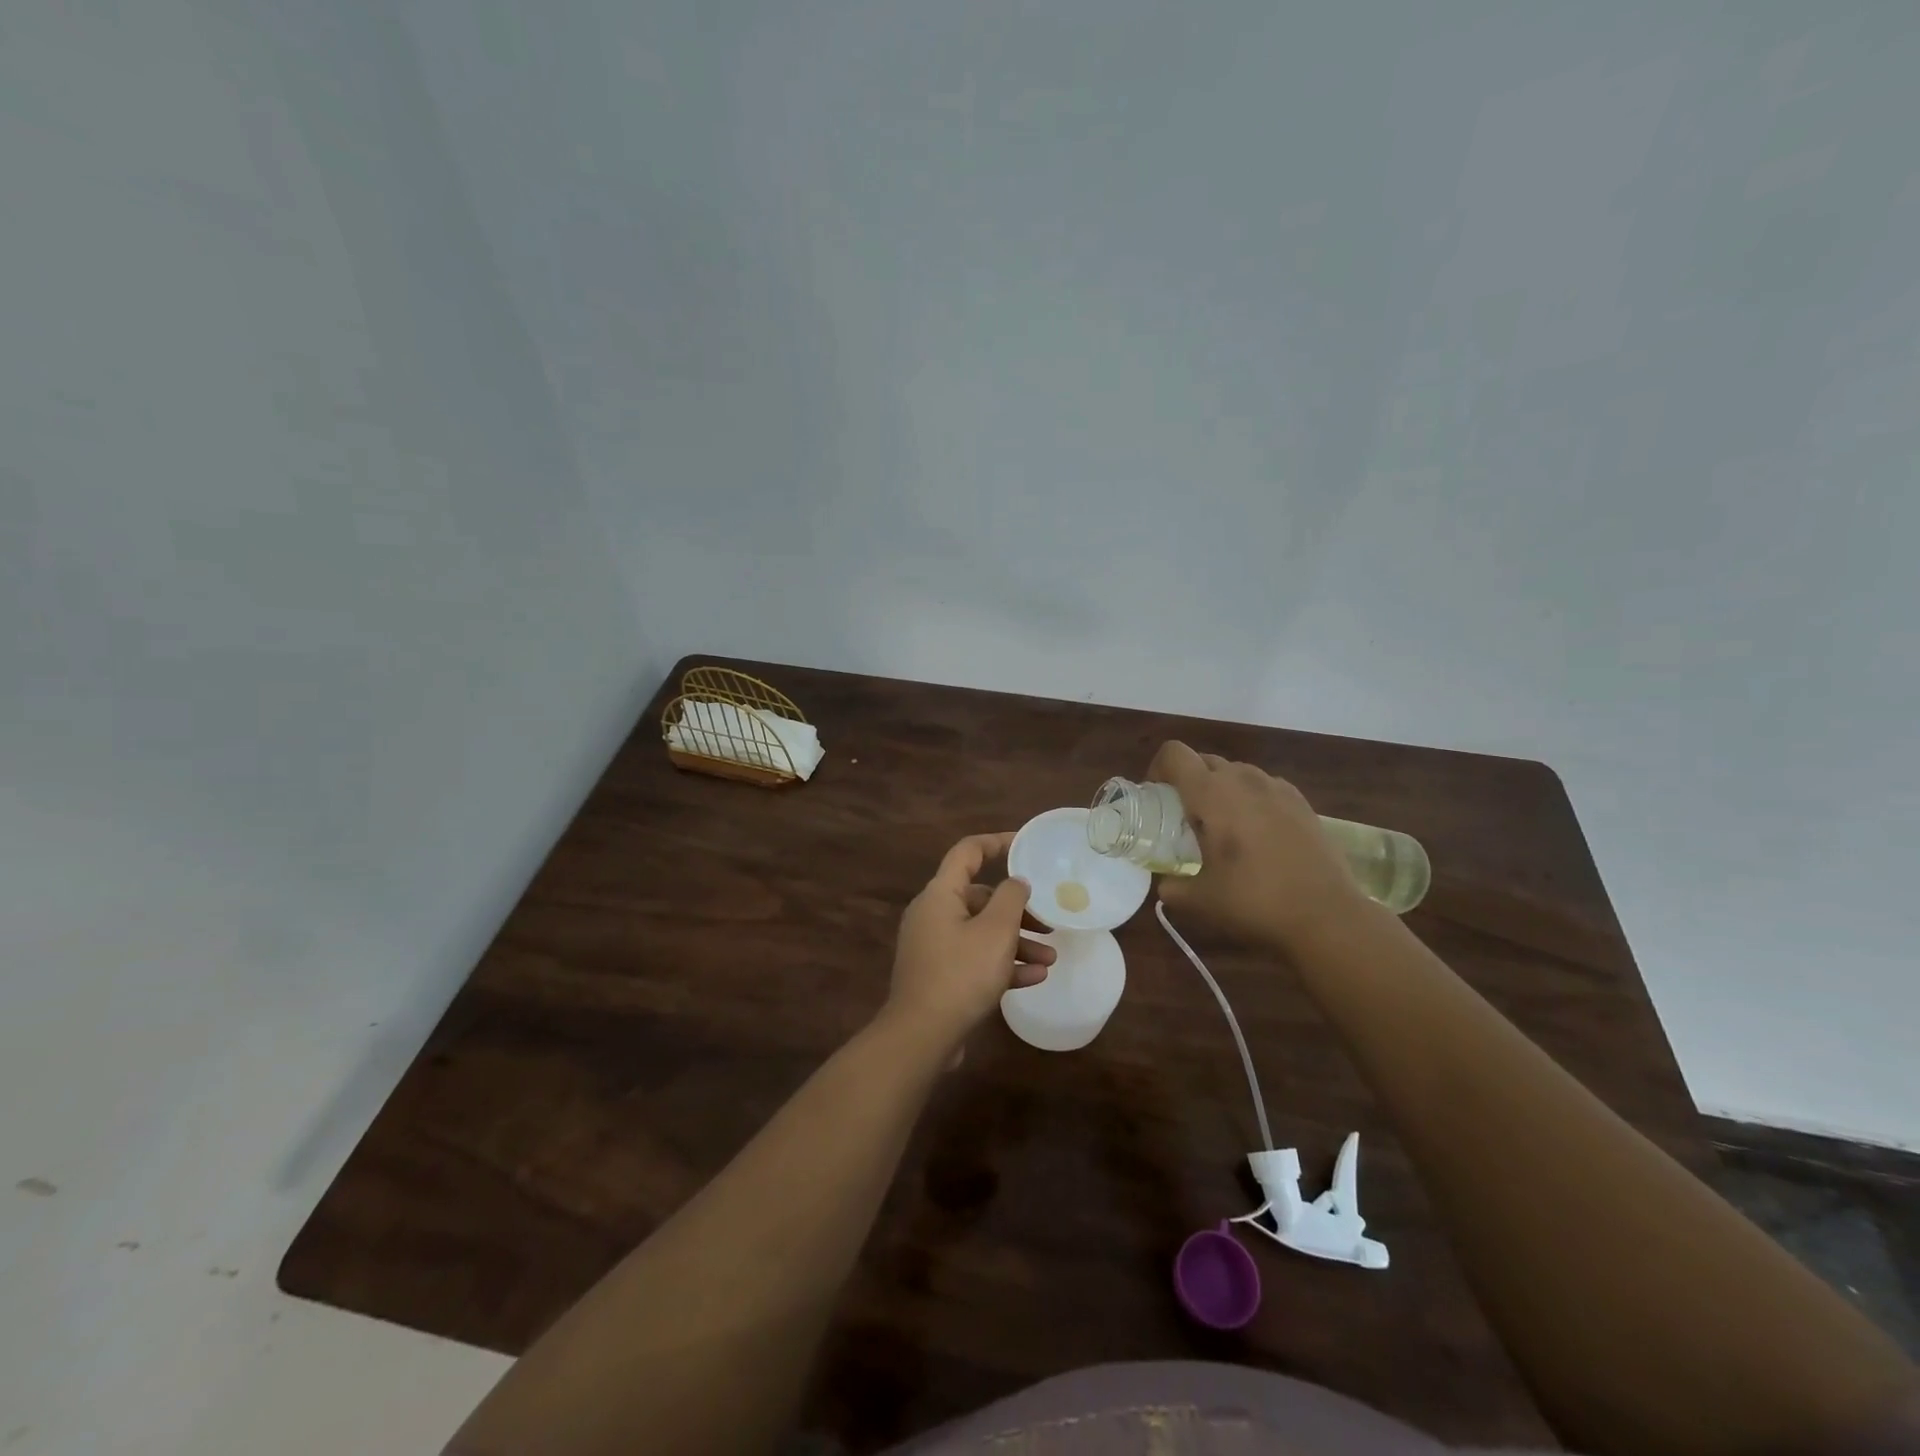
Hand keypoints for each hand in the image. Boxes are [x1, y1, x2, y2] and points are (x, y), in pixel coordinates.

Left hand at [884, 833, 1054, 1057]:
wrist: (922, 1035)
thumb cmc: (961, 973)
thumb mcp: (996, 931)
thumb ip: (1011, 898)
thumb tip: (1016, 881)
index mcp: (941, 894)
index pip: (968, 852)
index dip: (996, 843)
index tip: (1025, 845)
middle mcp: (933, 914)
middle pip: (981, 898)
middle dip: (1018, 911)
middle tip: (1047, 922)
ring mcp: (934, 946)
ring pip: (981, 932)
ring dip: (1016, 942)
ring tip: (1050, 957)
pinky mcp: (939, 974)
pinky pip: (975, 959)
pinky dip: (1002, 964)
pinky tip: (1035, 977)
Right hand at [1148, 741, 1371, 949]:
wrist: (1327, 915)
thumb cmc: (1254, 901)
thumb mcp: (1200, 900)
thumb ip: (1172, 887)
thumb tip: (1164, 885)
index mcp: (1211, 794)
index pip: (1174, 754)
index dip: (1158, 768)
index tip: (1156, 797)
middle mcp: (1243, 780)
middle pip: (1204, 760)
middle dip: (1188, 781)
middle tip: (1185, 817)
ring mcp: (1276, 787)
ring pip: (1236, 771)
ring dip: (1220, 788)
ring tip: (1223, 826)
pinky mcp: (1301, 802)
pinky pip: (1264, 786)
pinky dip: (1251, 799)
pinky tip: (1257, 833)